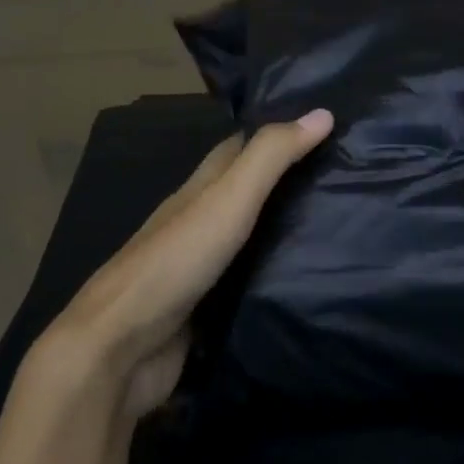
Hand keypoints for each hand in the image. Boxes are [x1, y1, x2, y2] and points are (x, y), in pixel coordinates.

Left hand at [40, 109, 333, 418]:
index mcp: (196, 192)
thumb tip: (323, 113)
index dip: (275, 133)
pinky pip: (248, 285)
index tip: (323, 126)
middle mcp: (196, 225)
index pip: (237, 149)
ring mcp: (199, 271)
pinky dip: (275, 277)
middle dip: (286, 184)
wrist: (120, 350)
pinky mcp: (205, 312)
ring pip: (248, 241)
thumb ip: (270, 159)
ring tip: (339, 226)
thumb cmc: (174, 264)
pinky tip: (308, 280)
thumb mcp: (227, 201)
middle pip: (243, 194)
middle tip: (343, 179)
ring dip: (284, 232)